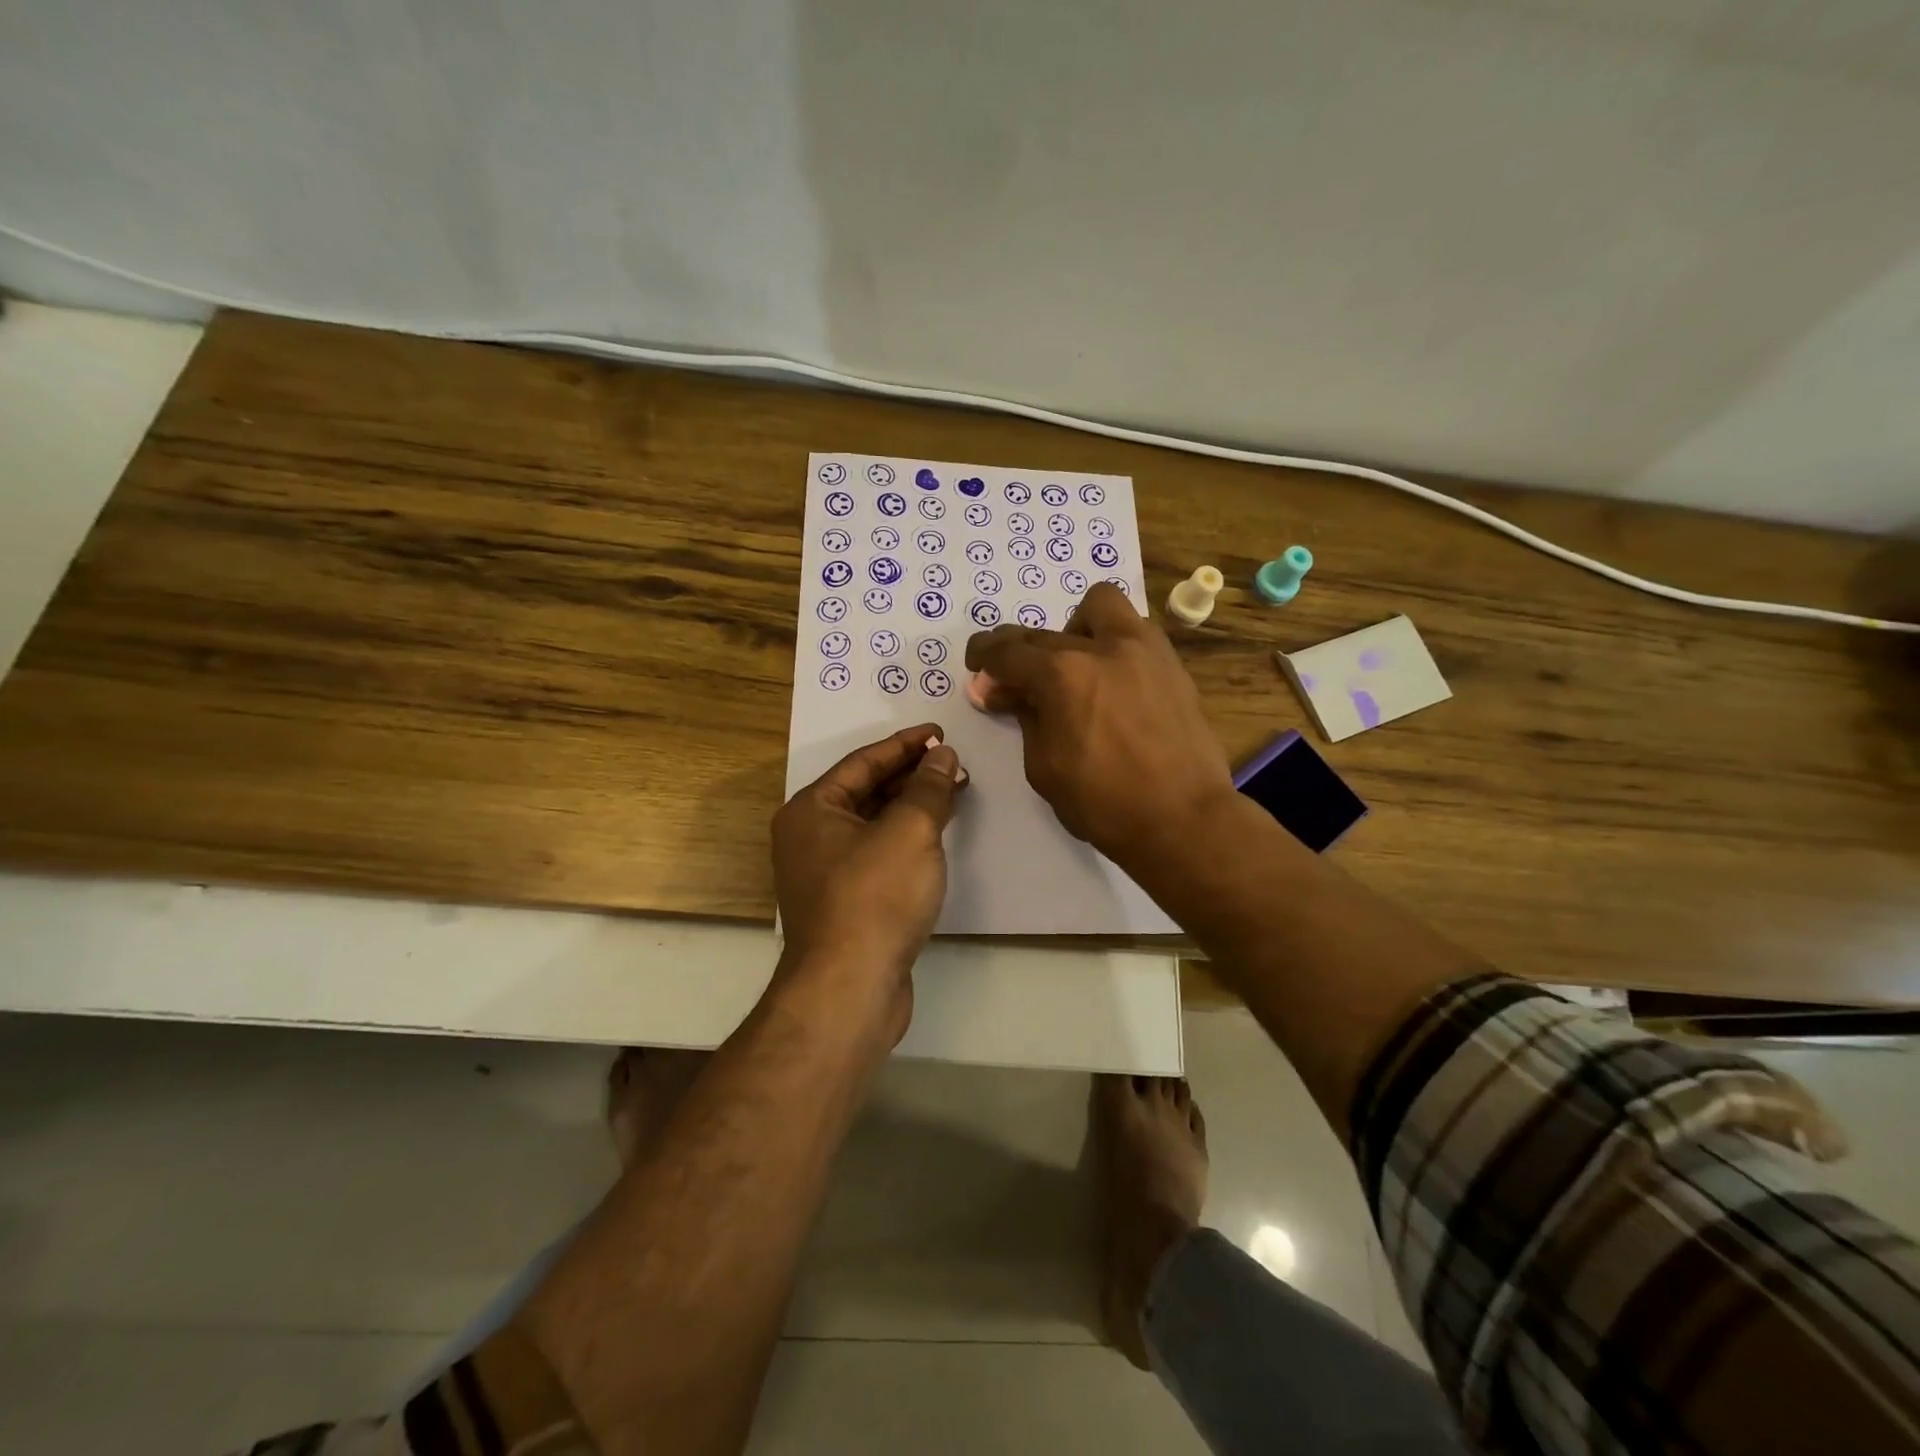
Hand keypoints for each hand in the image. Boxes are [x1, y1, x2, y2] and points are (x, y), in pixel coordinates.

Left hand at [771, 724, 967, 1038]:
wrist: (850, 987)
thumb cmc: (875, 896)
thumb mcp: (910, 830)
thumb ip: (928, 787)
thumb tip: (942, 755)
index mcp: (811, 810)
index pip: (863, 762)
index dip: (905, 744)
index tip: (940, 733)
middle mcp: (809, 836)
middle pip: (866, 791)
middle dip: (912, 776)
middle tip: (953, 763)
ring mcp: (825, 872)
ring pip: (873, 824)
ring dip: (912, 806)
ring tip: (953, 792)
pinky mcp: (845, 902)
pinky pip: (877, 853)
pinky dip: (906, 839)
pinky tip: (936, 836)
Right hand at [964, 584, 1233, 873]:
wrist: (1184, 819)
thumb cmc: (1104, 803)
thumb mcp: (1044, 766)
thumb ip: (1023, 717)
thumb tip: (1000, 689)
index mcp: (1063, 675)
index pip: (1008, 652)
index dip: (984, 657)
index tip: (976, 666)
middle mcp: (1103, 647)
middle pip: (1045, 633)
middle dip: (1020, 652)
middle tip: (1014, 682)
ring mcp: (1144, 650)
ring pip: (1100, 605)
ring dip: (1074, 629)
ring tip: (1072, 666)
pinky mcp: (1171, 664)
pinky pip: (1133, 631)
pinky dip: (1111, 643)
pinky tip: (1109, 679)